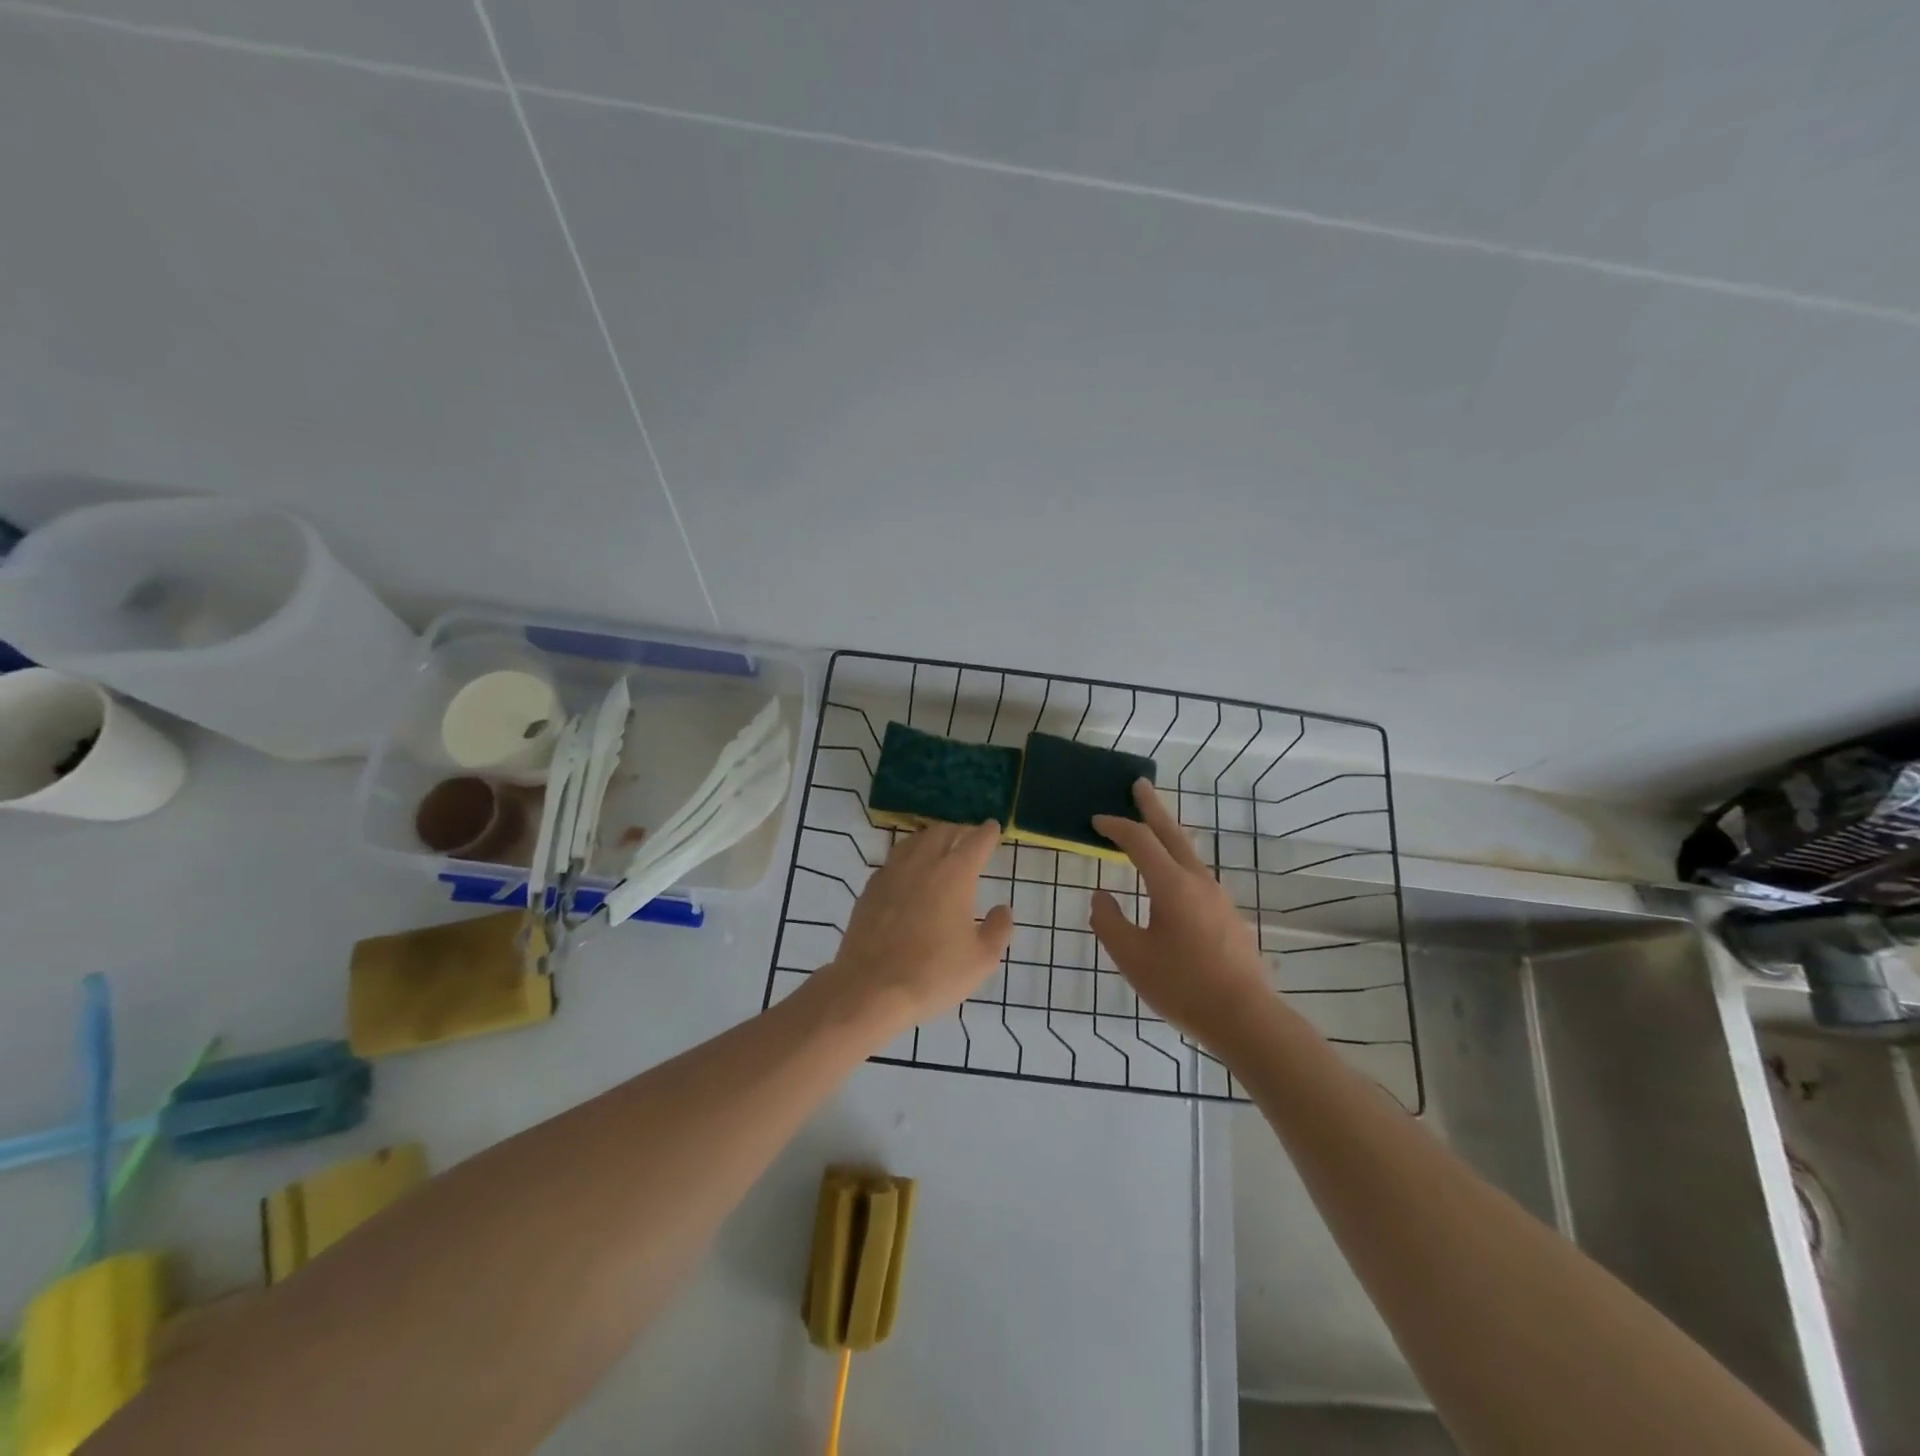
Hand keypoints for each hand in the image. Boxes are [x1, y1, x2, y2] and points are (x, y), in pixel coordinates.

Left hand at [821, 820, 1013, 1036]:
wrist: (871, 988)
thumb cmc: (933, 974)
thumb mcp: (981, 960)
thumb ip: (998, 929)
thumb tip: (1002, 908)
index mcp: (955, 874)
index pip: (976, 841)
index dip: (987, 832)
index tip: (992, 827)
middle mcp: (923, 863)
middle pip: (942, 832)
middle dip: (959, 830)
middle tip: (968, 837)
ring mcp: (892, 873)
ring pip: (914, 841)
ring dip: (930, 838)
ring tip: (938, 846)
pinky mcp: (870, 888)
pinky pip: (893, 860)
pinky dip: (907, 857)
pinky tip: (908, 871)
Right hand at [1090, 781, 1273, 1047]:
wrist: (1245, 1017)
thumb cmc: (1182, 986)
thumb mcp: (1131, 957)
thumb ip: (1109, 921)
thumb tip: (1101, 896)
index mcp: (1172, 885)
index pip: (1140, 841)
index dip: (1116, 827)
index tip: (1096, 820)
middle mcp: (1198, 881)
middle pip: (1172, 833)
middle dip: (1153, 807)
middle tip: (1139, 784)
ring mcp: (1218, 897)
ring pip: (1188, 853)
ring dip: (1168, 834)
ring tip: (1153, 829)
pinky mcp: (1228, 915)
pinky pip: (1197, 875)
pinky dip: (1178, 861)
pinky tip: (1172, 879)